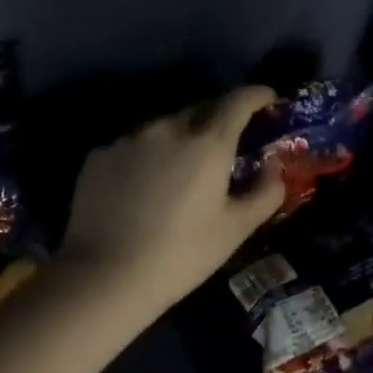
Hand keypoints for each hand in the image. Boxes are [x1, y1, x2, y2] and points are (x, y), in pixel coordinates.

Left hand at [58, 85, 286, 317]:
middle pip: (201, 109)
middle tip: (227, 145)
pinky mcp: (99, 155)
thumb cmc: (181, 254)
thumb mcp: (236, 229)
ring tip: (181, 170)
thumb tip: (273, 167)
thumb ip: (265, 192)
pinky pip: (135, 145)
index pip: (238, 100)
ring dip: (181, 138)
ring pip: (165, 127)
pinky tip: (144, 187)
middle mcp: (168, 128)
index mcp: (208, 142)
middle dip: (220, 119)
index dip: (257, 95)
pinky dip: (148, 155)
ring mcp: (129, 139)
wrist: (104, 277)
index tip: (268, 99)